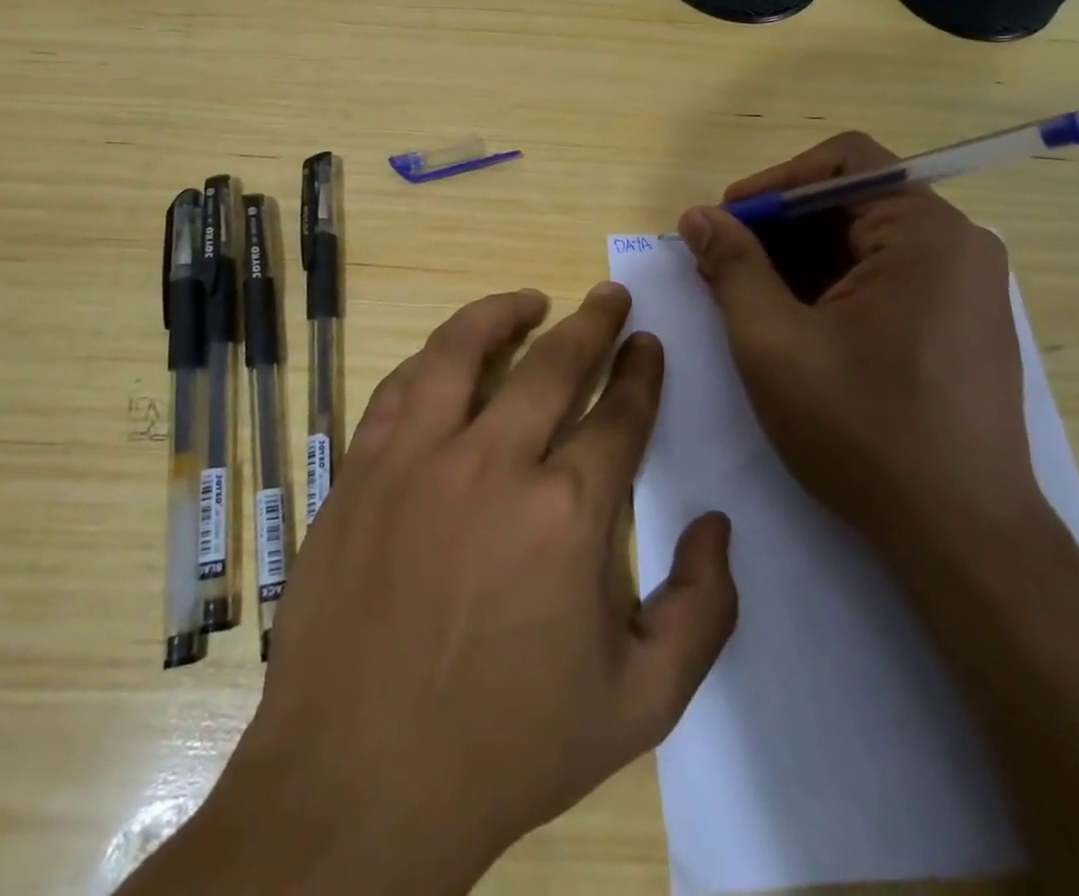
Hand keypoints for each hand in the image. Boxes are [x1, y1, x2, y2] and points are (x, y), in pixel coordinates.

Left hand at [163, 285, 736, 895]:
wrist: (360, 782)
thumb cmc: (509, 746)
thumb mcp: (641, 703)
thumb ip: (702, 610)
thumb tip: (718, 526)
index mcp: (569, 512)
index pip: (620, 413)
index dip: (642, 372)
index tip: (649, 344)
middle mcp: (494, 463)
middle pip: (555, 362)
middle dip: (593, 321)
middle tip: (610, 295)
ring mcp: (417, 458)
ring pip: (463, 350)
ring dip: (502, 313)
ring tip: (529, 301)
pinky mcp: (361, 468)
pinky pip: (400, 387)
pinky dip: (431, 359)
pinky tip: (447, 357)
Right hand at [677, 131, 1044, 554]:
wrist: (960, 537)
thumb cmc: (861, 431)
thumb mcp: (773, 343)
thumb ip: (731, 267)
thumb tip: (698, 216)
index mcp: (924, 234)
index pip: (843, 162)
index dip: (773, 183)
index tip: (723, 222)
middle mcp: (957, 246)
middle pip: (851, 201)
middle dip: (778, 227)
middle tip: (720, 264)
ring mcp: (965, 287)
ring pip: (864, 242)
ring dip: (798, 259)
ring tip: (745, 298)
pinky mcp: (960, 323)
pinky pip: (885, 277)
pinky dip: (830, 286)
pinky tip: (790, 323)